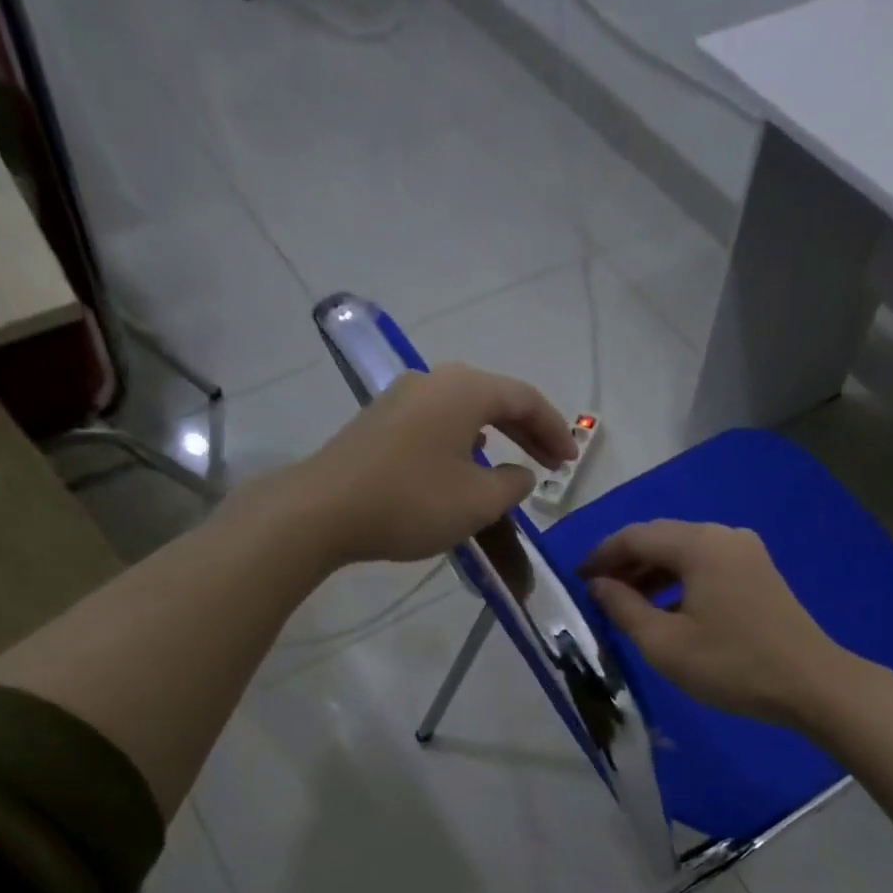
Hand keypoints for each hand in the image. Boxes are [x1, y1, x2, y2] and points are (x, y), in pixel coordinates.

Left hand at [294, 363, 575, 564]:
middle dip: (528, 431)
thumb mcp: (477, 502)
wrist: (321, 511)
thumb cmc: (411, 501)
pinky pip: (438, 422)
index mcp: (463, 390)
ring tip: (515, 463)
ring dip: (496, 435)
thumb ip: (512, 485)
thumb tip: (521, 473)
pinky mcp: (380, 422)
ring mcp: (401, 399)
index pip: (524, 399)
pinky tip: (465, 463)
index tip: (571, 461)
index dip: (554, 430)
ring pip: (464, 409)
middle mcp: (433, 381)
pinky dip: (465, 441)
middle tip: (553, 462)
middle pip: (494, 398)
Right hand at [580, 520, 849, 725]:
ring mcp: (745, 552)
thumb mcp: (665, 643)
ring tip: (625, 605)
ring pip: (683, 552)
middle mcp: (723, 535)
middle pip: (660, 539)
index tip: (575, 580)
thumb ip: (623, 608)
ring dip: (651, 574)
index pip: (634, 536)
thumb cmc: (732, 665)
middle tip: (596, 594)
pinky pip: (705, 565)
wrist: (812, 684)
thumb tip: (598, 585)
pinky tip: (665, 610)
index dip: (600, 556)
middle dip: (625, 564)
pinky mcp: (758, 572)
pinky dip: (678, 581)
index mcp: (699, 544)